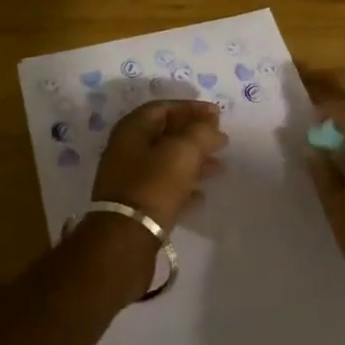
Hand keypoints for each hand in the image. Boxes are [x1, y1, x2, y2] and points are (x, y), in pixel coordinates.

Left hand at [92, 100, 225, 228]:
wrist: (125, 237)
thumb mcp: (183, 151)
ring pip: (165, 161)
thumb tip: (212, 126)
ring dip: (192, 161)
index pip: (164, 107)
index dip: (191, 108)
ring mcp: (128, 177)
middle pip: (165, 134)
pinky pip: (162, 187)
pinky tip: (201, 195)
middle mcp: (126, 149)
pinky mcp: (134, 204)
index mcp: (132, 128)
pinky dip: (182, 186)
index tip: (217, 114)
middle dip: (194, 136)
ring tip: (218, 167)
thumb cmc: (154, 184)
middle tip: (220, 141)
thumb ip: (201, 132)